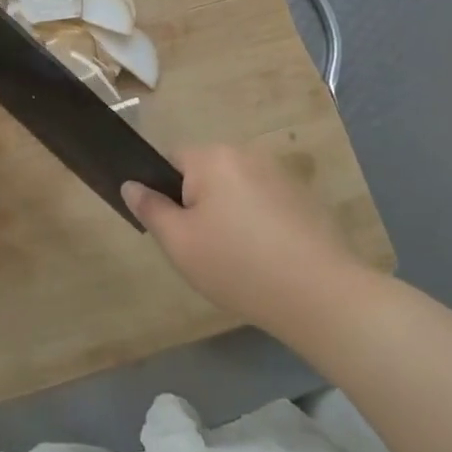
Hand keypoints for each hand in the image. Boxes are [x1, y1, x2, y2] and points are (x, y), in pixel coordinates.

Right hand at [123, 145, 365, 339]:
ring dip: (228, 214)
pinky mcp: (305, 199)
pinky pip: (264, 204)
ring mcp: (281, 176)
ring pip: (235, 190)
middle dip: (198, 204)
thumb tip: (131, 184)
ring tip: (235, 259)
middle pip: (205, 174)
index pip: (171, 159)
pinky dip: (257, 224)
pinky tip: (265, 259)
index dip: (163, 192)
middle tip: (199, 249)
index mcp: (213, 157)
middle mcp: (247, 155)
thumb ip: (150, 208)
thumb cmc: (237, 264)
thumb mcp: (179, 242)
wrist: (320, 296)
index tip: (173, 229)